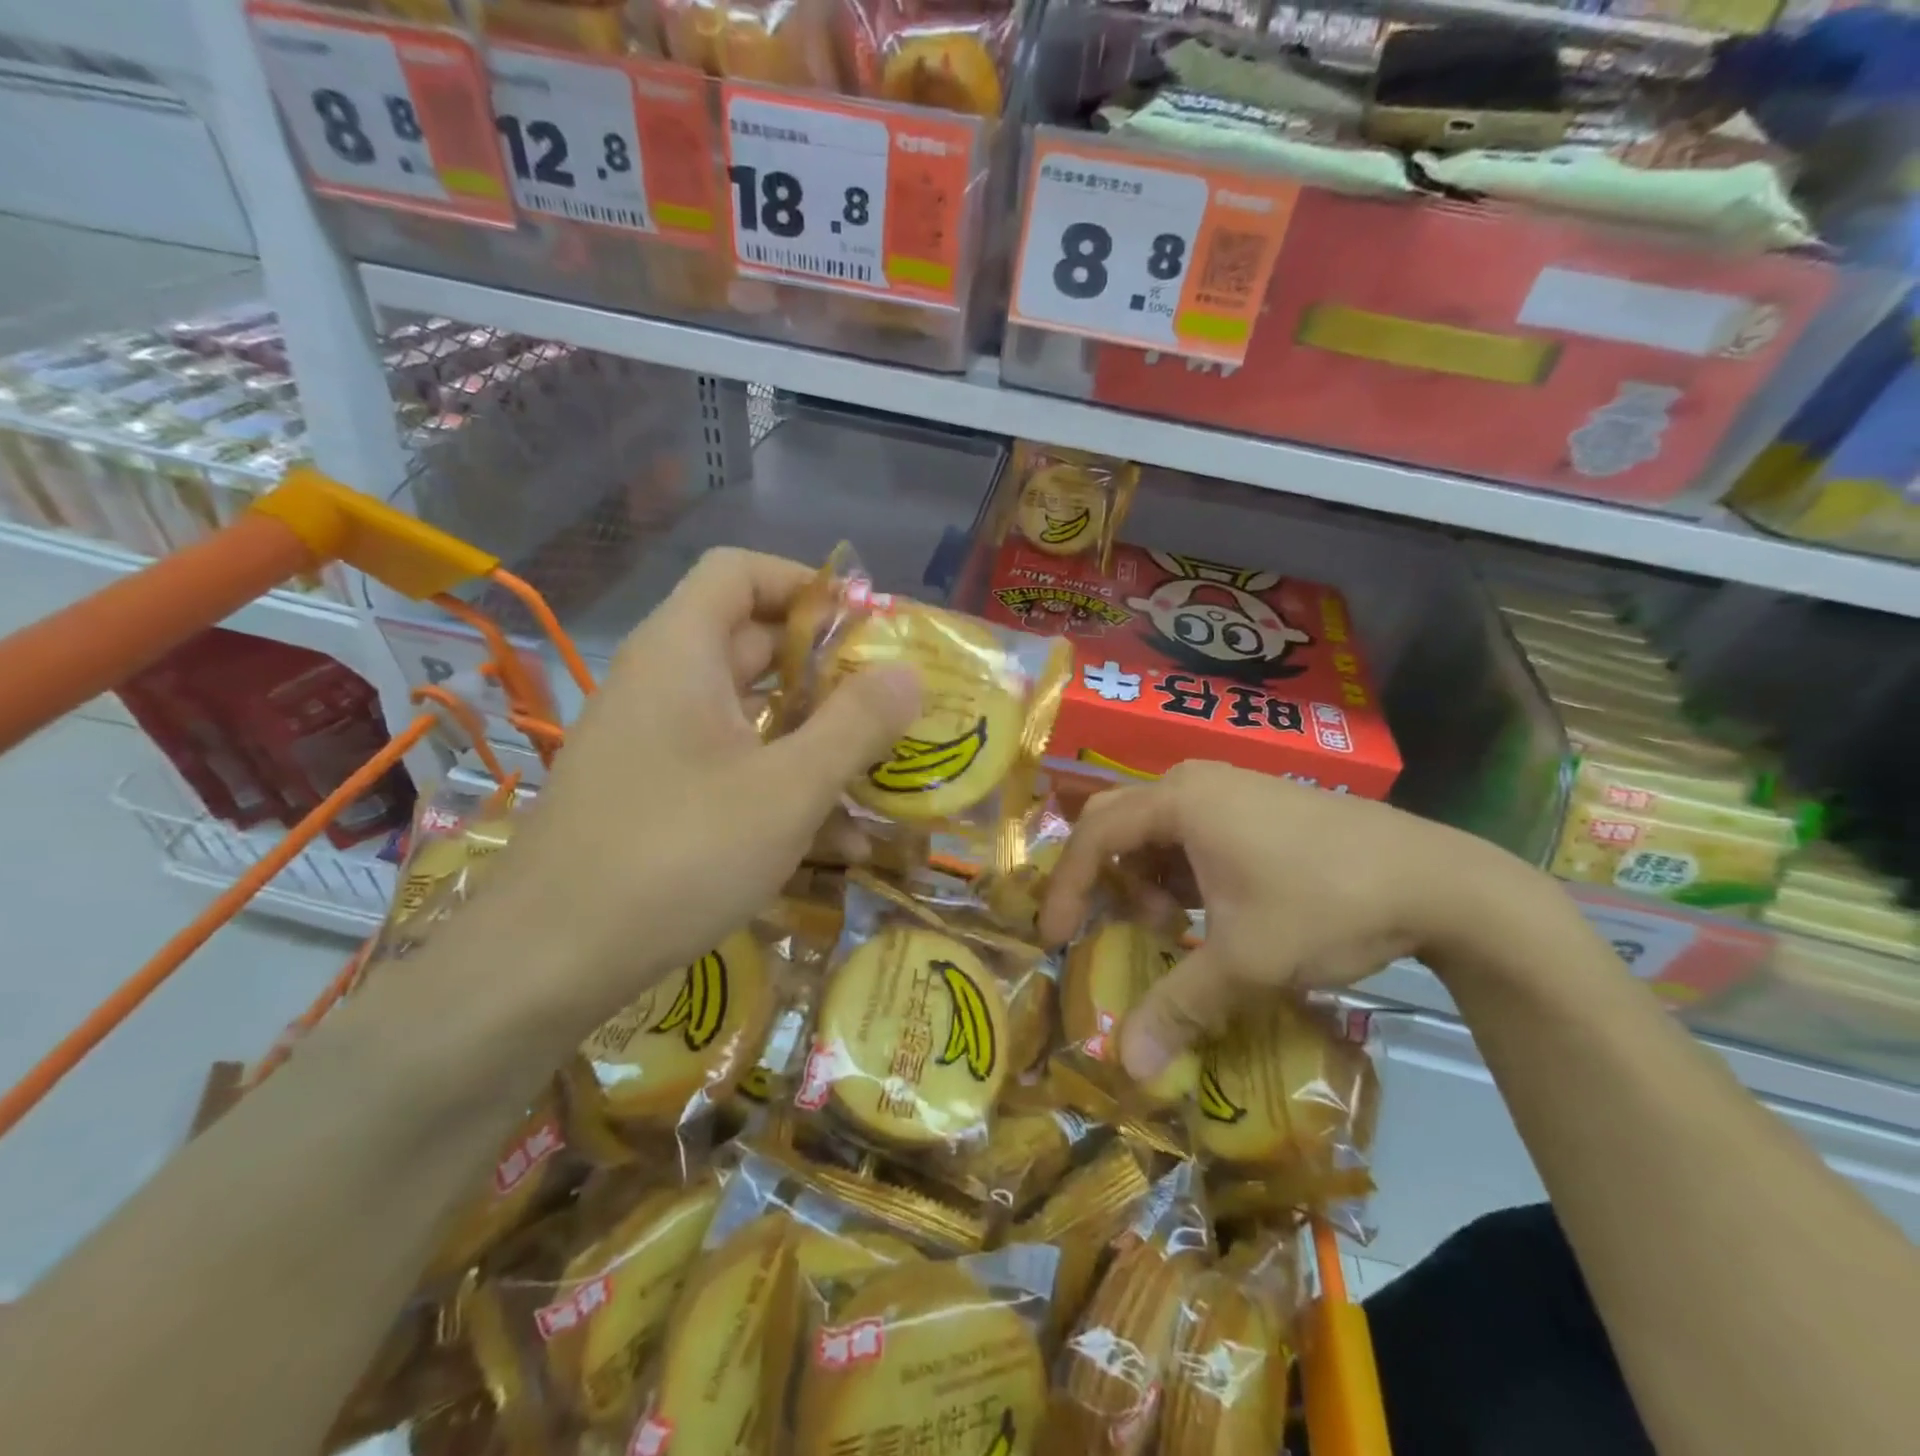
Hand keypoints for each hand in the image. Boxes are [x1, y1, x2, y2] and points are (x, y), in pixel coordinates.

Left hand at [494, 549, 919, 1032]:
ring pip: (747, 714)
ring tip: (878, 768)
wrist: (548, 963)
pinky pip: (728, 765)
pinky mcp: (654, 795)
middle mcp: (662, 685)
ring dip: (812, 734)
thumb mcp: (787, 789)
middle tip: (891, 701)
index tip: (865, 627)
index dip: (806, 584)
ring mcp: (654, 743)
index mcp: (681, 654)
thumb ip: (856, 725)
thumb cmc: (677, 855)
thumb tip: (910, 672)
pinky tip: (834, 837)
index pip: (740, 572)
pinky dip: (779, 782)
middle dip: (827, 669)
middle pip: (752, 643)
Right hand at [1037, 761, 1527, 1081]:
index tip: (1054, 936)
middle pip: (1119, 823)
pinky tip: (1213, 908)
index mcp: (1179, 801)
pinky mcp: (1258, 801)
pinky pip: (1193, 829)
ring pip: (1157, 828)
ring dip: (1149, 877)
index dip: (1067, 888)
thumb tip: (1125, 1067)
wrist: (1439, 880)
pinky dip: (1184, 869)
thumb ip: (1178, 1007)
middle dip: (1106, 878)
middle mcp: (1195, 781)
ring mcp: (1230, 786)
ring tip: (1174, 925)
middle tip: (1111, 926)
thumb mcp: (1246, 961)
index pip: (1095, 837)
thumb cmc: (1326, 905)